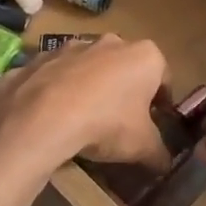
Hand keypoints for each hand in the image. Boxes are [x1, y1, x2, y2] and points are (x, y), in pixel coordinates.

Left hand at [0, 35, 172, 174]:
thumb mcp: (142, 146)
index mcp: (144, 56)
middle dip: (124, 90)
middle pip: (124, 67)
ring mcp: (71, 46)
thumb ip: (159, 153)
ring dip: (90, 86)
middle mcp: (110, 42)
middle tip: (120, 121)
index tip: (155, 122)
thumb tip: (165, 163)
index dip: (161, 102)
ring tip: (84, 119)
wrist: (43, 117)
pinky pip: (56, 75)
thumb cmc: (106, 124)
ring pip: (88, 67)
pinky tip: (54, 116)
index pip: (163, 77)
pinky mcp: (40, 57)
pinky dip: (58, 90)